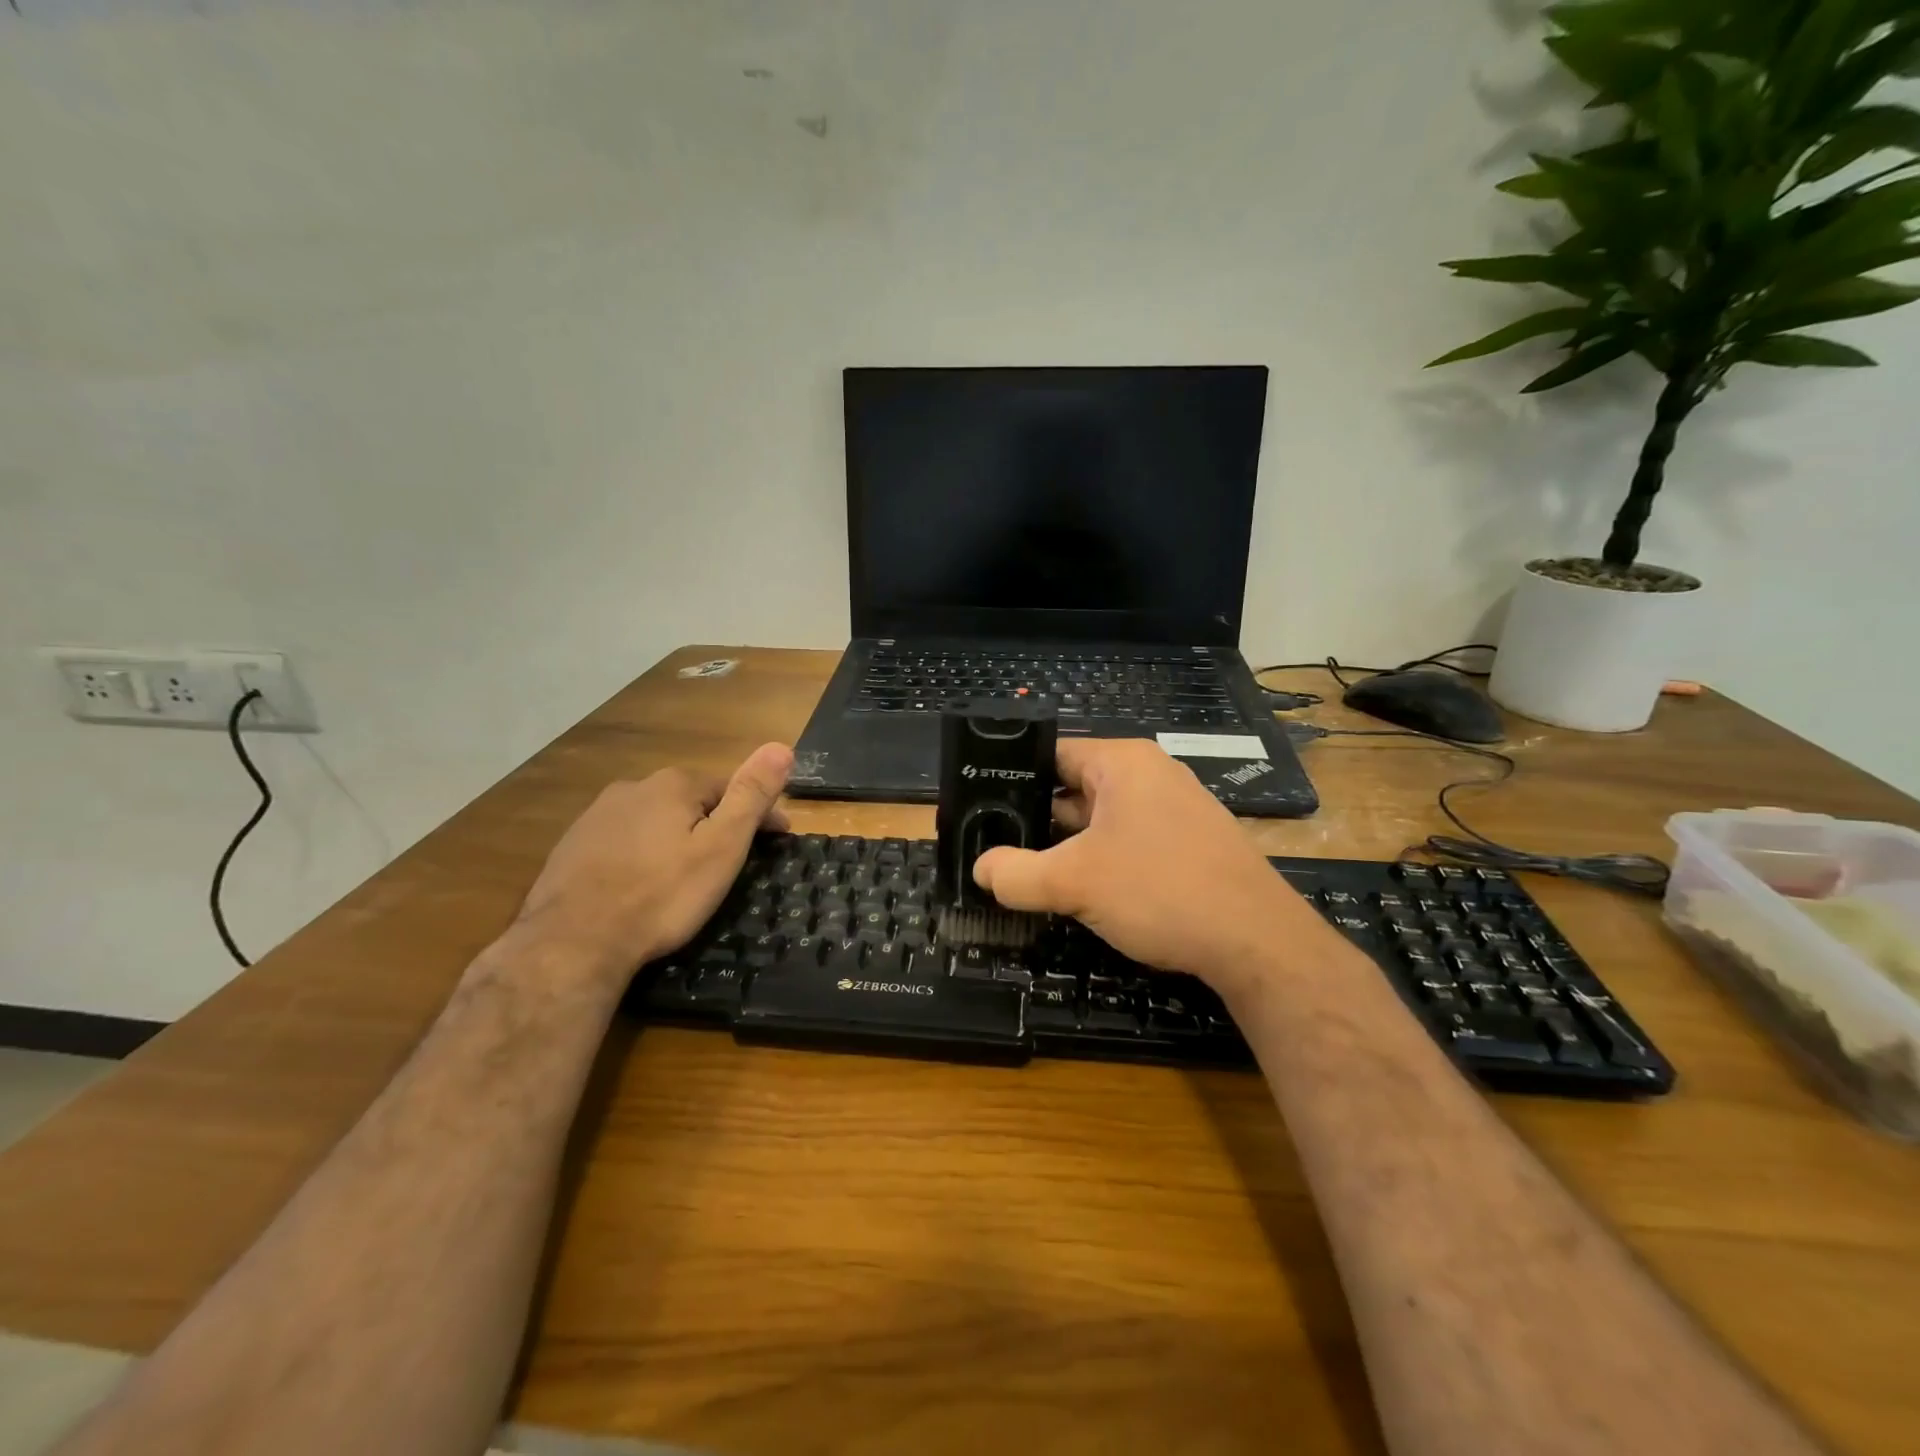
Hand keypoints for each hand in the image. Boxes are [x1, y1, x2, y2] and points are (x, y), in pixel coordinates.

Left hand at [516, 743, 793, 981]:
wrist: (573, 943)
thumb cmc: (662, 895)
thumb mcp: (721, 847)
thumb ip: (751, 795)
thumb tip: (781, 746)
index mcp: (674, 785)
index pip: (731, 787)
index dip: (759, 812)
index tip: (778, 840)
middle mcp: (633, 787)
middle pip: (691, 801)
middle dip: (716, 823)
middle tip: (733, 861)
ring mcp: (597, 816)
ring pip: (654, 820)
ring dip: (677, 837)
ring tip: (688, 874)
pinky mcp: (572, 846)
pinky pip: (623, 841)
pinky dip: (642, 854)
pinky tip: (643, 882)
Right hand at [971, 739, 1323, 994]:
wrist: (1258, 942)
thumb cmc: (1161, 890)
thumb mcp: (1074, 882)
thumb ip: (1017, 874)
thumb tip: (980, 869)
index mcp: (1123, 763)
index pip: (1051, 754)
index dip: (1012, 777)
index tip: (980, 806)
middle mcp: (1151, 775)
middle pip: (1074, 787)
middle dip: (1038, 818)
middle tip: (995, 844)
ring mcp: (1174, 809)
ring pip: (1101, 819)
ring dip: (1068, 844)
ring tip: (1027, 870)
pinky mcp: (1189, 844)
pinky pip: (1129, 841)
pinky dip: (1101, 860)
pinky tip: (1081, 890)